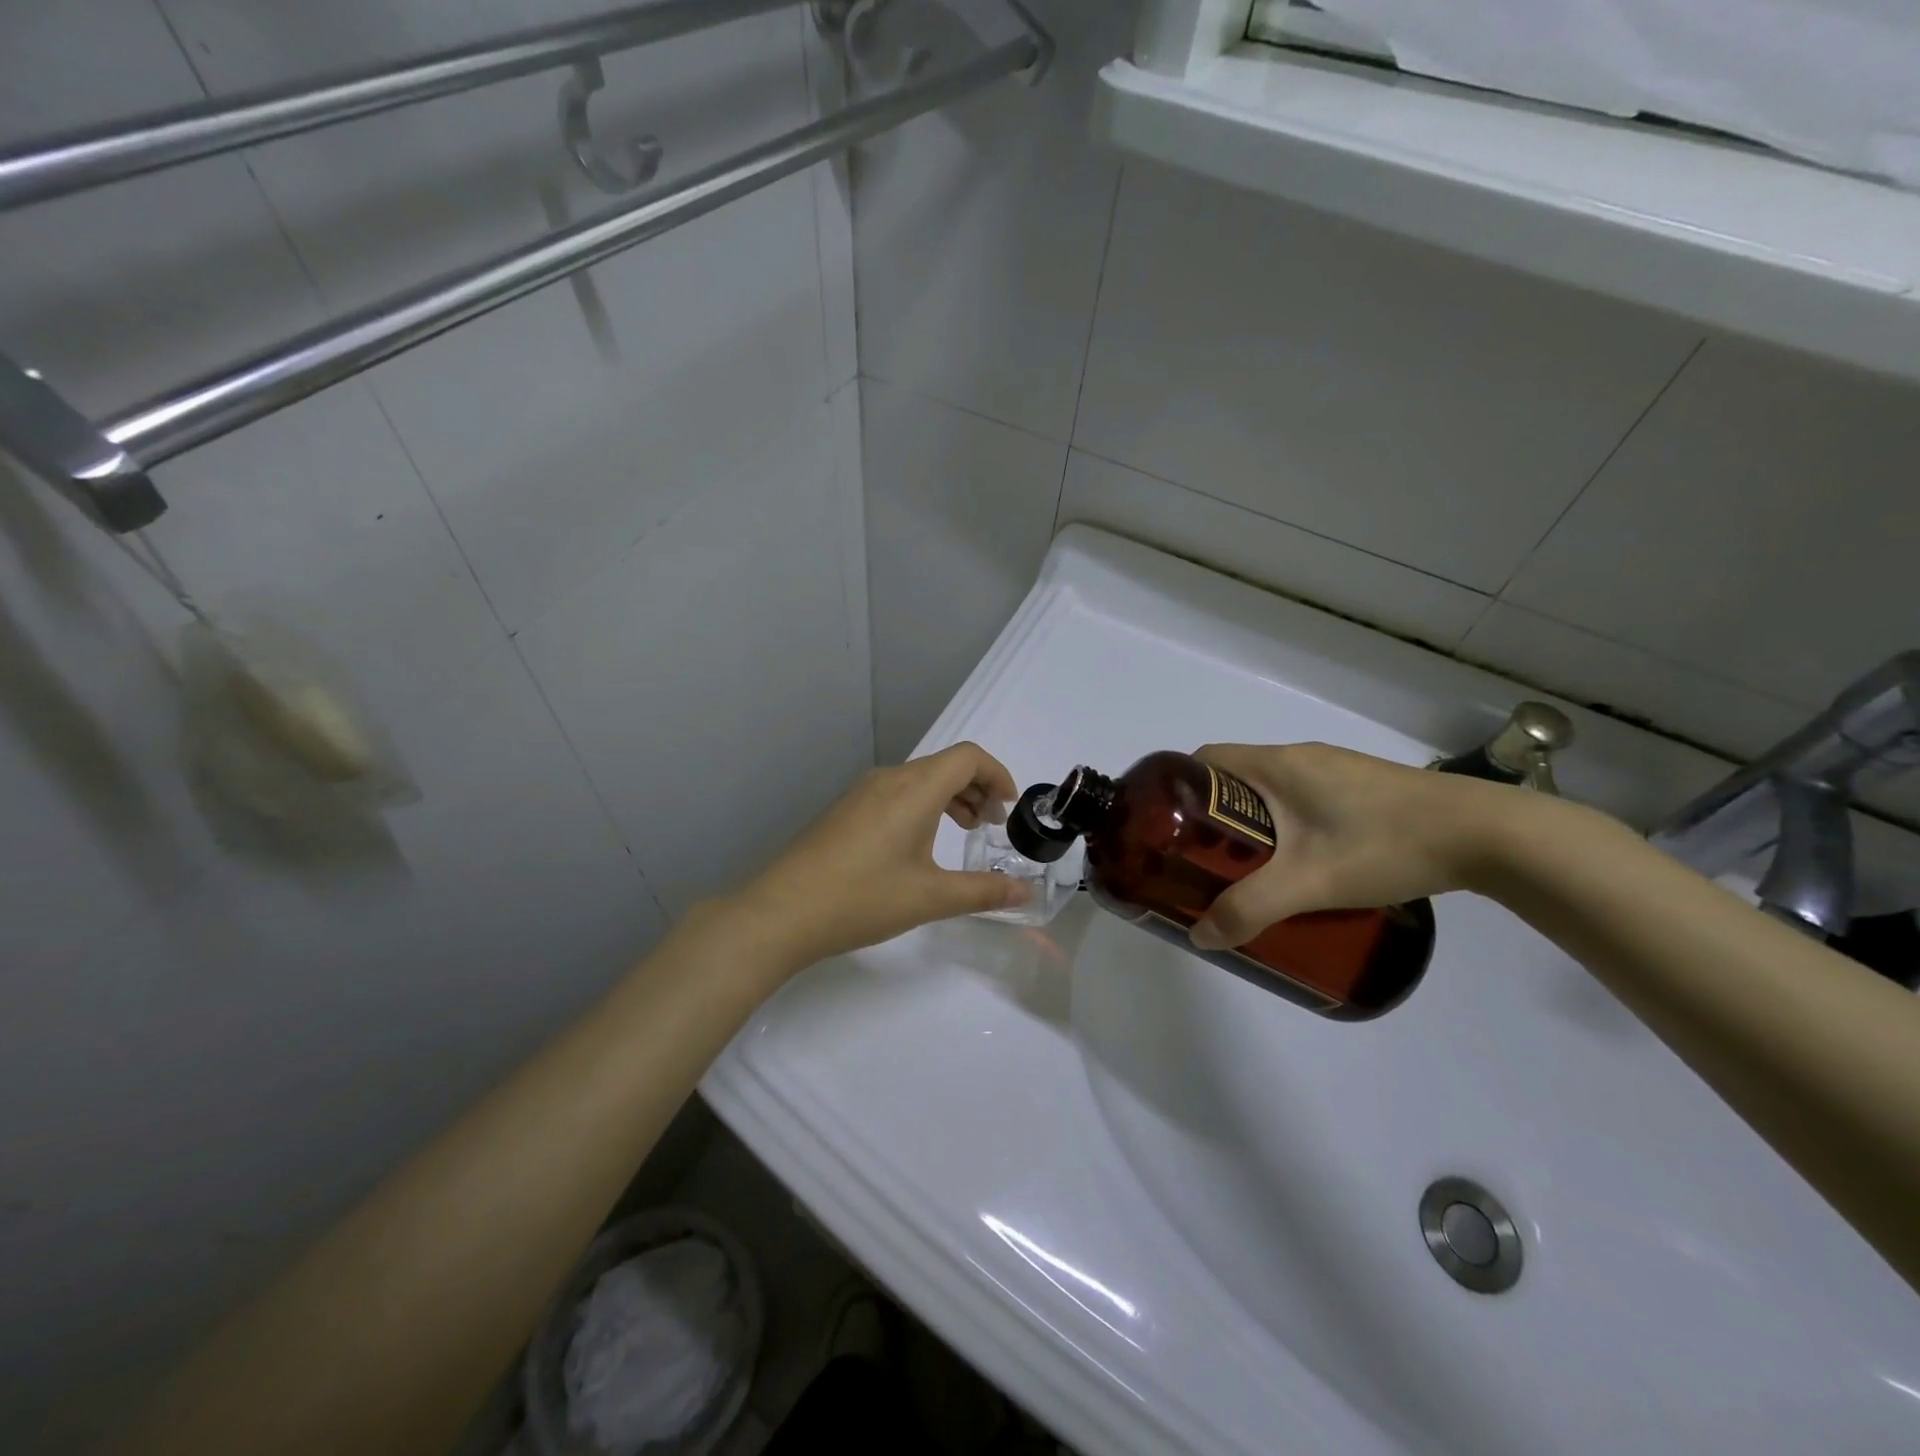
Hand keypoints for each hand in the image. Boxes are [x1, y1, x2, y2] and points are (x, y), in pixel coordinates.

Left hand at [736, 742, 1029, 969]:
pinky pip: (896, 793)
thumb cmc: (862, 899)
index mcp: (914, 788)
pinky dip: (922, 807)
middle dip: (978, 789)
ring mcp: (862, 793)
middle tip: (990, 828)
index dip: (998, 774)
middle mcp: (888, 779)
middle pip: (945, 765)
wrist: (781, 912)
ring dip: (950, 798)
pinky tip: (918, 846)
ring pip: (920, 780)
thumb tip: (1024, 892)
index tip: (1010, 810)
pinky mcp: (845, 810)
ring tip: (962, 833)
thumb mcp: (930, 898)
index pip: (968, 757)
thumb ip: (983, 892)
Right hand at [1189, 742, 1520, 949]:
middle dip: (1211, 820)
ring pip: (1269, 794)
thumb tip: (1200, 937)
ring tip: (1249, 872)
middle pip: (1232, 780)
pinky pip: (1301, 801)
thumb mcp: (1309, 883)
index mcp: (1275, 764)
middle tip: (1203, 864)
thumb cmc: (1385, 844)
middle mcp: (1299, 758)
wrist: (1488, 835)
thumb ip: (1249, 910)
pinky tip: (1304, 866)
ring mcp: (1334, 772)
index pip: (1202, 761)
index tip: (1168, 832)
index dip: (1178, 792)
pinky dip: (1285, 828)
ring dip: (1250, 827)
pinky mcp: (1362, 790)